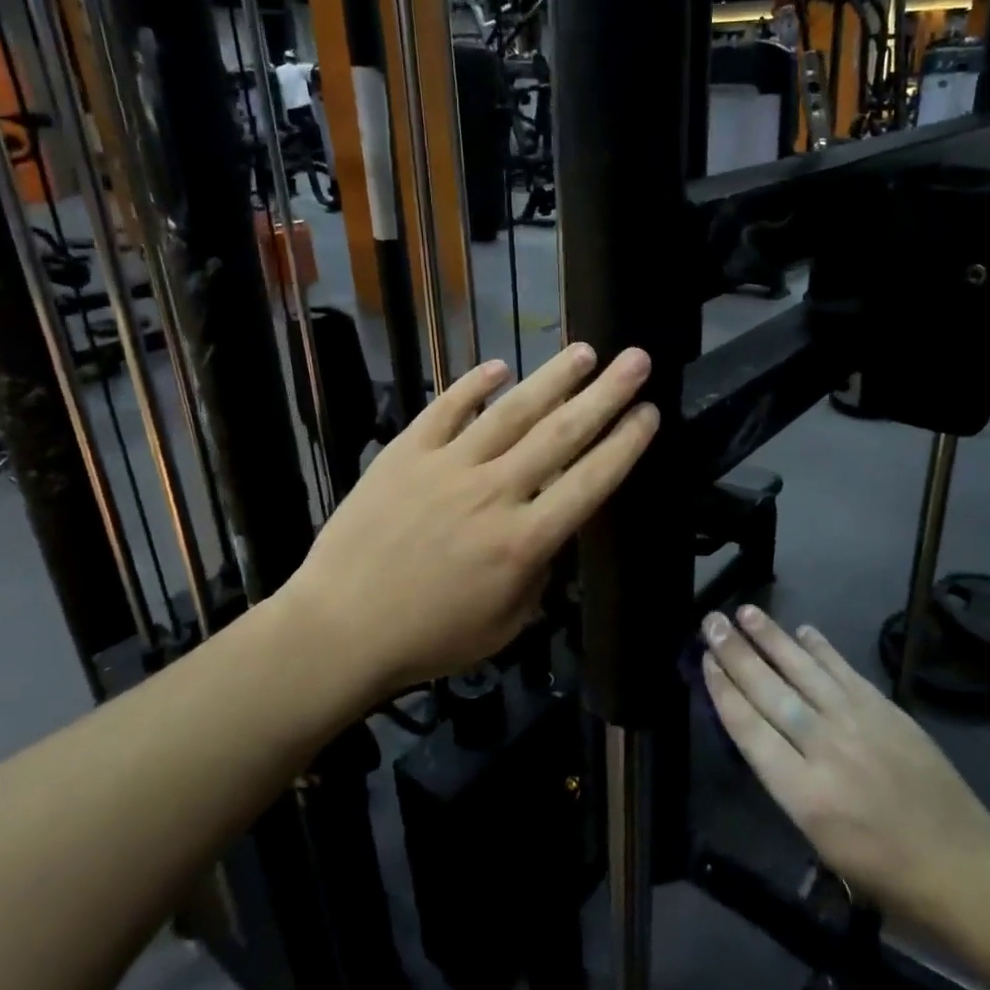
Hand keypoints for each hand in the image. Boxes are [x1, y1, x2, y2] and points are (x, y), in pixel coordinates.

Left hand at [290, 344, 657, 694]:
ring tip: (584, 351)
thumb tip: (549, 532)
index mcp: (524, 541)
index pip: (590, 481)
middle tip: (637, 359)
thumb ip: (538, 573)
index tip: (650, 411)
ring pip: (511, 412)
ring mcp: (448, 466)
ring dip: (552, 378)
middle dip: (606, 394)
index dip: (625, 443)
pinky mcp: (406, 453)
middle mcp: (495, 492)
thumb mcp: (505, 624)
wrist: (340, 629)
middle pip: (561, 434)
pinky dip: (473, 385)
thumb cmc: (429, 638)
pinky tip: (499, 366)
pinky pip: (445, 409)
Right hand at [701, 606, 989, 925]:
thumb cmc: (883, 873)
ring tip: (746, 611)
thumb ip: (788, 785)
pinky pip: (845, 671)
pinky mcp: (886, 710)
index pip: (749, 729)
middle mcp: (824, 748)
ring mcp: (857, 723)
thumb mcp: (819, 843)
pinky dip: (822, 649)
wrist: (961, 865)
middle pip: (769, 691)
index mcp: (803, 793)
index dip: (723, 690)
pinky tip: (803, 630)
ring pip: (804, 670)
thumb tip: (765, 738)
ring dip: (772, 638)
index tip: (705, 661)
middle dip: (736, 654)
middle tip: (712, 621)